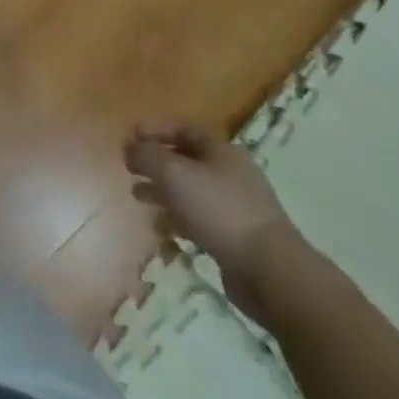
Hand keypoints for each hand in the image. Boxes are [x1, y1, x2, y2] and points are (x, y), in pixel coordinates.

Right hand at [125, 120, 300, 320]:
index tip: (129, 139)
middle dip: (155, 162)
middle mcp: (230, 172)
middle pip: (185, 158)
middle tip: (129, 168)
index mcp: (220, 150)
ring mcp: (235, 205)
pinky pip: (199, 217)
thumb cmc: (218, 210)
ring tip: (137, 196)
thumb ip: (147, 156)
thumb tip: (131, 148)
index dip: (154, 130)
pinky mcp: (235, 235)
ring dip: (162, 190)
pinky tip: (162, 227)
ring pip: (190, 189)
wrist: (269, 270)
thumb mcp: (174, 174)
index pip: (183, 128)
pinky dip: (178, 217)